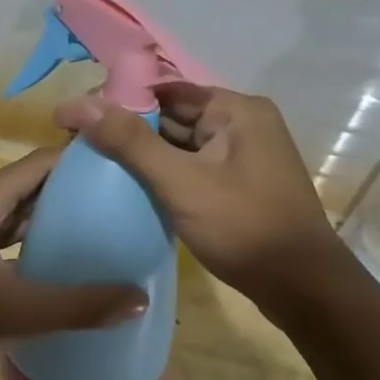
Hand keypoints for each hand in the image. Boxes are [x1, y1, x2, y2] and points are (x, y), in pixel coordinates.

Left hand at [0, 147, 147, 375]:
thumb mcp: (19, 311)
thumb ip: (81, 306)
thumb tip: (141, 298)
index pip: (45, 161)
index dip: (85, 159)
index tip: (127, 166)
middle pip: (34, 184)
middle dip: (76, 190)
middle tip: (125, 201)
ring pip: (19, 212)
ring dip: (54, 217)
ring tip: (102, 228)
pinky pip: (6, 236)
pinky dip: (33, 241)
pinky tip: (58, 262)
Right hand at [54, 84, 347, 304]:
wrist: (303, 289)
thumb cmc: (244, 228)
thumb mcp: (182, 183)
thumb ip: (130, 142)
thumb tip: (79, 103)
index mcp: (236, 110)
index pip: (165, 91)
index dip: (118, 101)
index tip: (75, 119)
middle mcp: (243, 124)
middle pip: (173, 116)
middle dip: (128, 129)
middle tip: (76, 144)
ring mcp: (244, 156)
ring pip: (182, 145)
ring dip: (144, 154)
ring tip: (93, 164)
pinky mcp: (240, 185)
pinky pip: (193, 168)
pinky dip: (165, 174)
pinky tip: (131, 187)